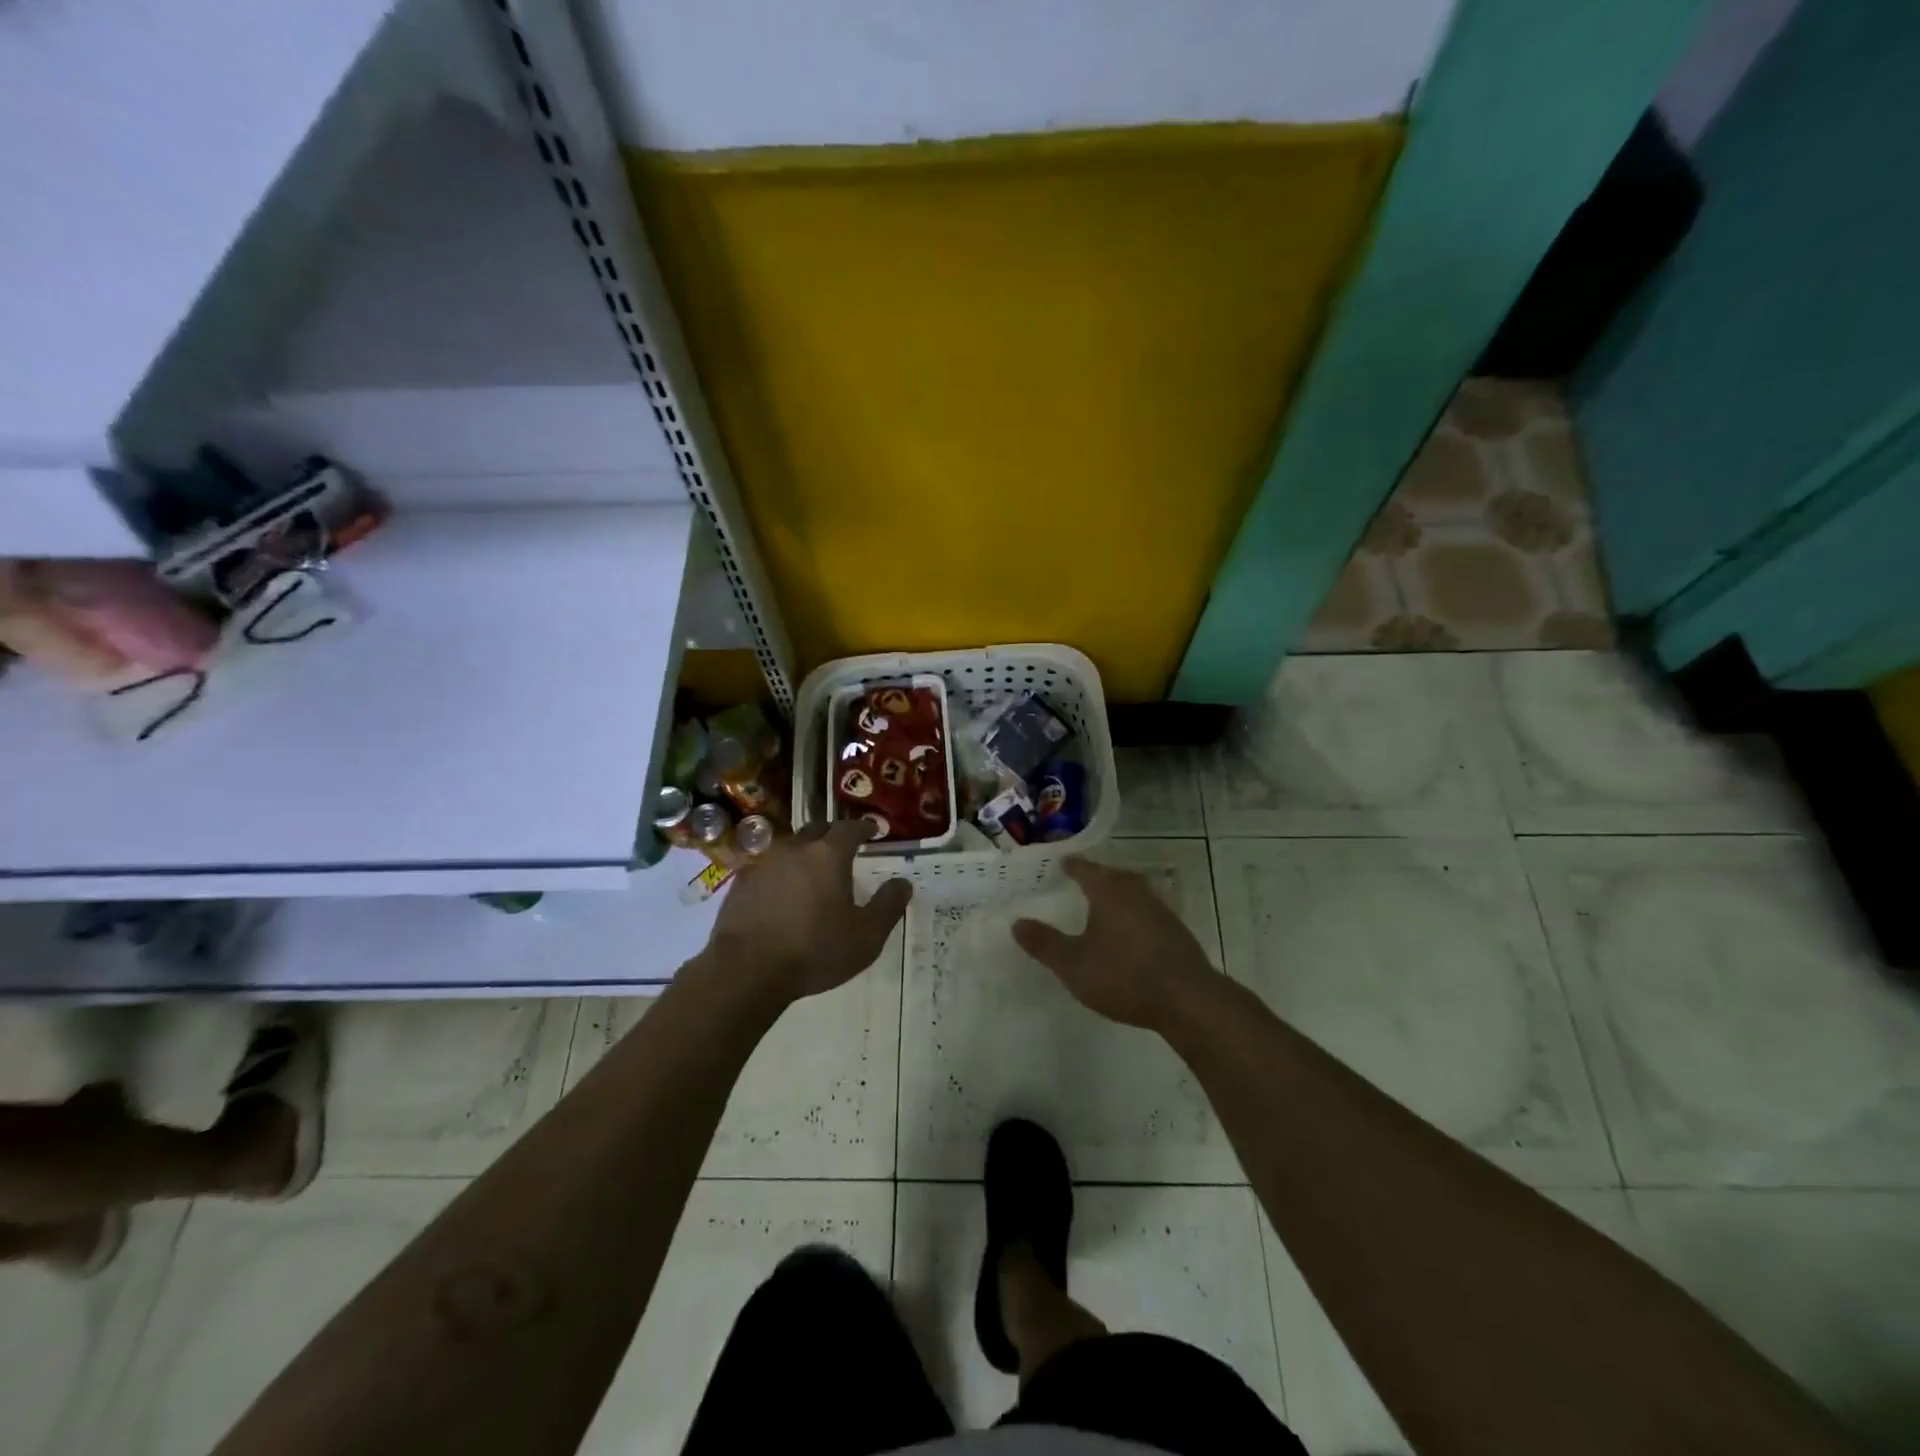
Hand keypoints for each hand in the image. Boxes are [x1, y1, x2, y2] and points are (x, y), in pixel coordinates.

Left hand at [707, 820, 911, 1005]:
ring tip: (812, 871)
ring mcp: (764, 863)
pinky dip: (780, 873)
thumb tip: (903, 883)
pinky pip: (767, 868)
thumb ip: (888, 906)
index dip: (864, 828)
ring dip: (804, 853)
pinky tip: (782, 893)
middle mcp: (795, 849)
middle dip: (833, 834)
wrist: (745, 970)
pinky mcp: (741, 883)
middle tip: (844, 848)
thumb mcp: (866, 936)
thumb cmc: (814, 950)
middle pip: (817, 829)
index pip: (850, 828)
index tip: (873, 831)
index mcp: (828, 855)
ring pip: (790, 847)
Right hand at [1012, 858, 1218, 1030]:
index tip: (1060, 863)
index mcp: (1109, 891)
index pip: (1085, 869)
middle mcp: (1135, 891)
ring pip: (1132, 892)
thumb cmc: (1123, 975)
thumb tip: (1016, 922)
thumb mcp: (1073, 964)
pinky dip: (1133, 914)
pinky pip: (1146, 911)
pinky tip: (1129, 931)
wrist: (1187, 999)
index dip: (1071, 866)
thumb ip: (1044, 943)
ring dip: (1116, 894)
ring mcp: (1160, 909)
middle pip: (1112, 876)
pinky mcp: (1176, 930)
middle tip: (1079, 880)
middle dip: (1095, 877)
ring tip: (1102, 905)